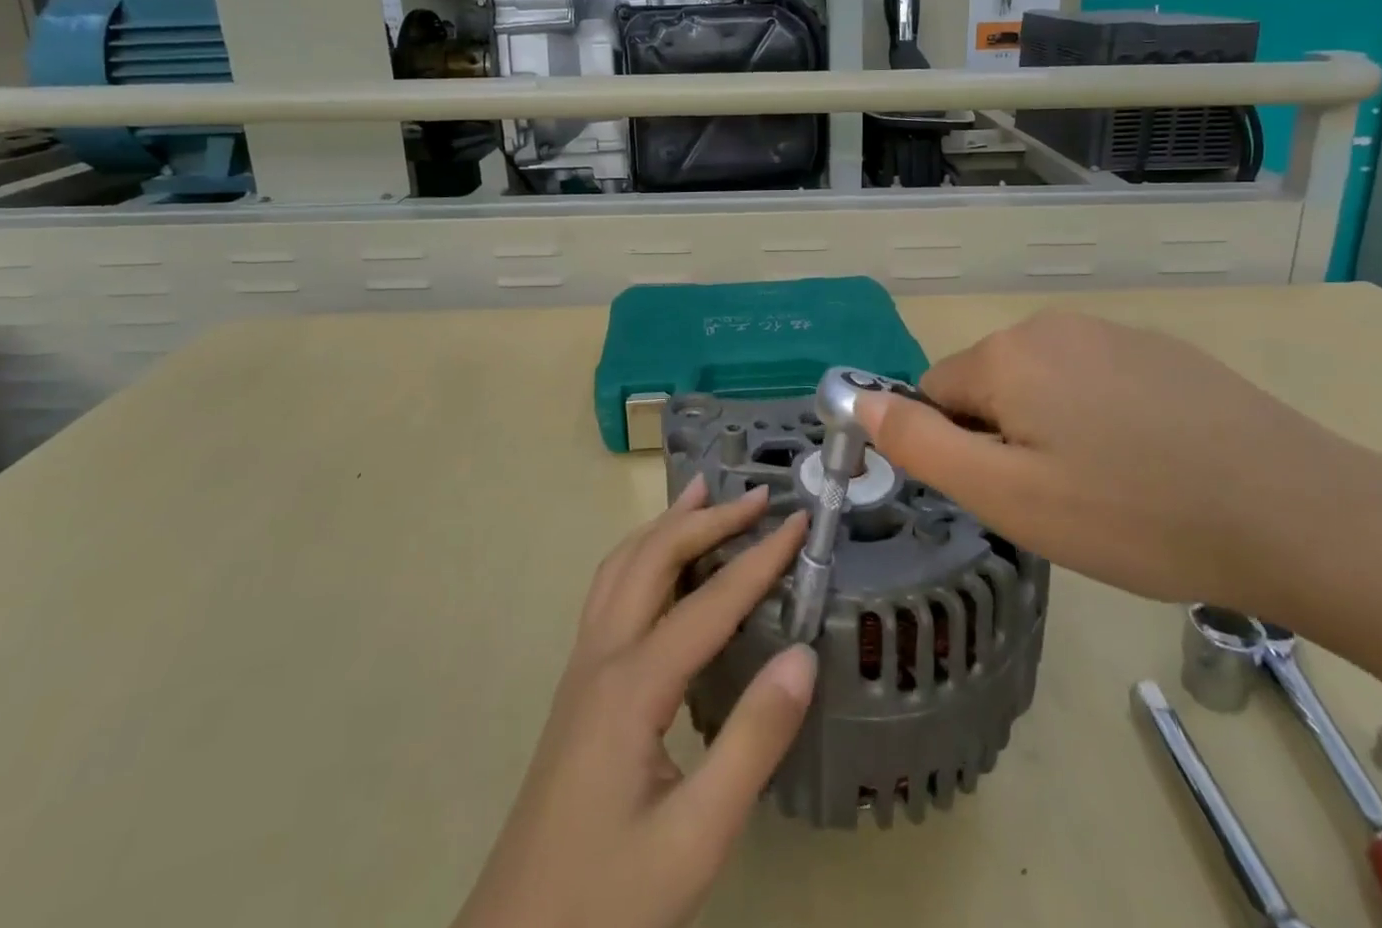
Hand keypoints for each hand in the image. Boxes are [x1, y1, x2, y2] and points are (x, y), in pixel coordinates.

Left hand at [453, 478, 813, 927]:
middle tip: (755, 497)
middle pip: (653, 559)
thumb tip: (803, 654)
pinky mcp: (578, 687)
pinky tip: (661, 566)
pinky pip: (609, 592)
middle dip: (707, 520)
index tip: (800, 522)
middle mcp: (601, 657)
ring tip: (701, 494)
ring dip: (665, 525)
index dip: (759, 559)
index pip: (709, 602)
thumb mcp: (696, 836)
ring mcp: (582, 668)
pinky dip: (642, 554)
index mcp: (632, 685)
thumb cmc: (610, 897)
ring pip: (621, 567)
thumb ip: (752, 741)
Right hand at [857, 309, 1381, 637]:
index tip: (1012, 496)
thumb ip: (921, 445)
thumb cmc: (1134, 515)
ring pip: (1044, 385)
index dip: (961, 451)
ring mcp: (1113, 332)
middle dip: (1006, 439)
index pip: (936, 394)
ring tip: (1111, 490)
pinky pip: (1097, 382)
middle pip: (990, 386)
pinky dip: (1103, 421)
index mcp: (1007, 354)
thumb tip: (859, 400)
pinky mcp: (1162, 351)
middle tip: (1061, 501)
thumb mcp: (1009, 497)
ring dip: (1054, 431)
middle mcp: (1052, 326)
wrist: (1300, 514)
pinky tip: (1154, 466)